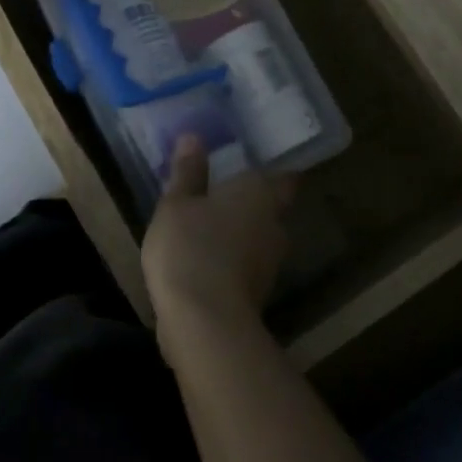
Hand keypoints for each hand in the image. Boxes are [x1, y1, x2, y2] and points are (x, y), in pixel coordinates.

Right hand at [143, 136, 295, 343]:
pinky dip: (232, 261)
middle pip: (272, 208)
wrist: (205, 323)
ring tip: (210, 227)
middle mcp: (274, 224)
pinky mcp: (258, 293)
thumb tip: (193, 137)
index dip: (274, 170)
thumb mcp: (176, 204)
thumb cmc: (191, 248)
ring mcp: (270, 262)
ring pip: (259, 239)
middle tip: (223, 193)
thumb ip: (187, 172)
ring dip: (241, 234)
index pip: (285, 176)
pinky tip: (206, 261)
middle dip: (252, 203)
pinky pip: (247, 266)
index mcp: (261, 193)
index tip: (255, 164)